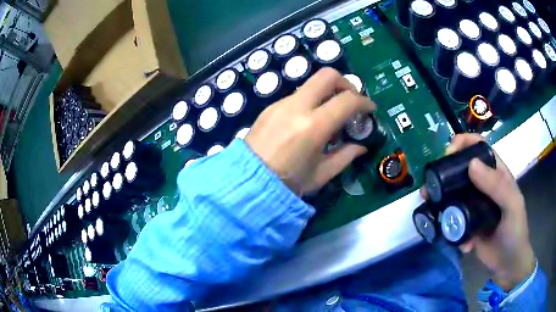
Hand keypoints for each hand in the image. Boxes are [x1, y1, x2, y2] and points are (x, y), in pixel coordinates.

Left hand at [245, 68, 374, 194]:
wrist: (247, 182)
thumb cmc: (287, 183)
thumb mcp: (321, 174)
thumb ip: (345, 156)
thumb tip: (360, 146)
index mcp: (314, 126)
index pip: (348, 100)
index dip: (364, 102)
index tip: (369, 109)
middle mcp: (297, 107)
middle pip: (327, 75)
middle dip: (345, 83)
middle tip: (350, 101)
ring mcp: (281, 104)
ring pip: (311, 85)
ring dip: (326, 94)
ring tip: (328, 117)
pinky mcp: (270, 107)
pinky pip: (296, 96)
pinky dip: (309, 102)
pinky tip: (306, 123)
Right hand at [432, 134, 534, 290]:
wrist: (508, 264)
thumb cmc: (515, 231)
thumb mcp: (511, 205)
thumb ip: (496, 185)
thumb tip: (471, 164)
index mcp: (496, 174)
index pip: (480, 148)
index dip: (464, 143)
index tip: (448, 152)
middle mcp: (483, 186)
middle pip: (461, 171)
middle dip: (444, 175)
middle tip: (430, 187)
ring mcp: (474, 205)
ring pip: (453, 195)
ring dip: (440, 201)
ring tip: (429, 207)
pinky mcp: (466, 224)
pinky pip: (453, 220)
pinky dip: (450, 227)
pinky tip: (460, 241)